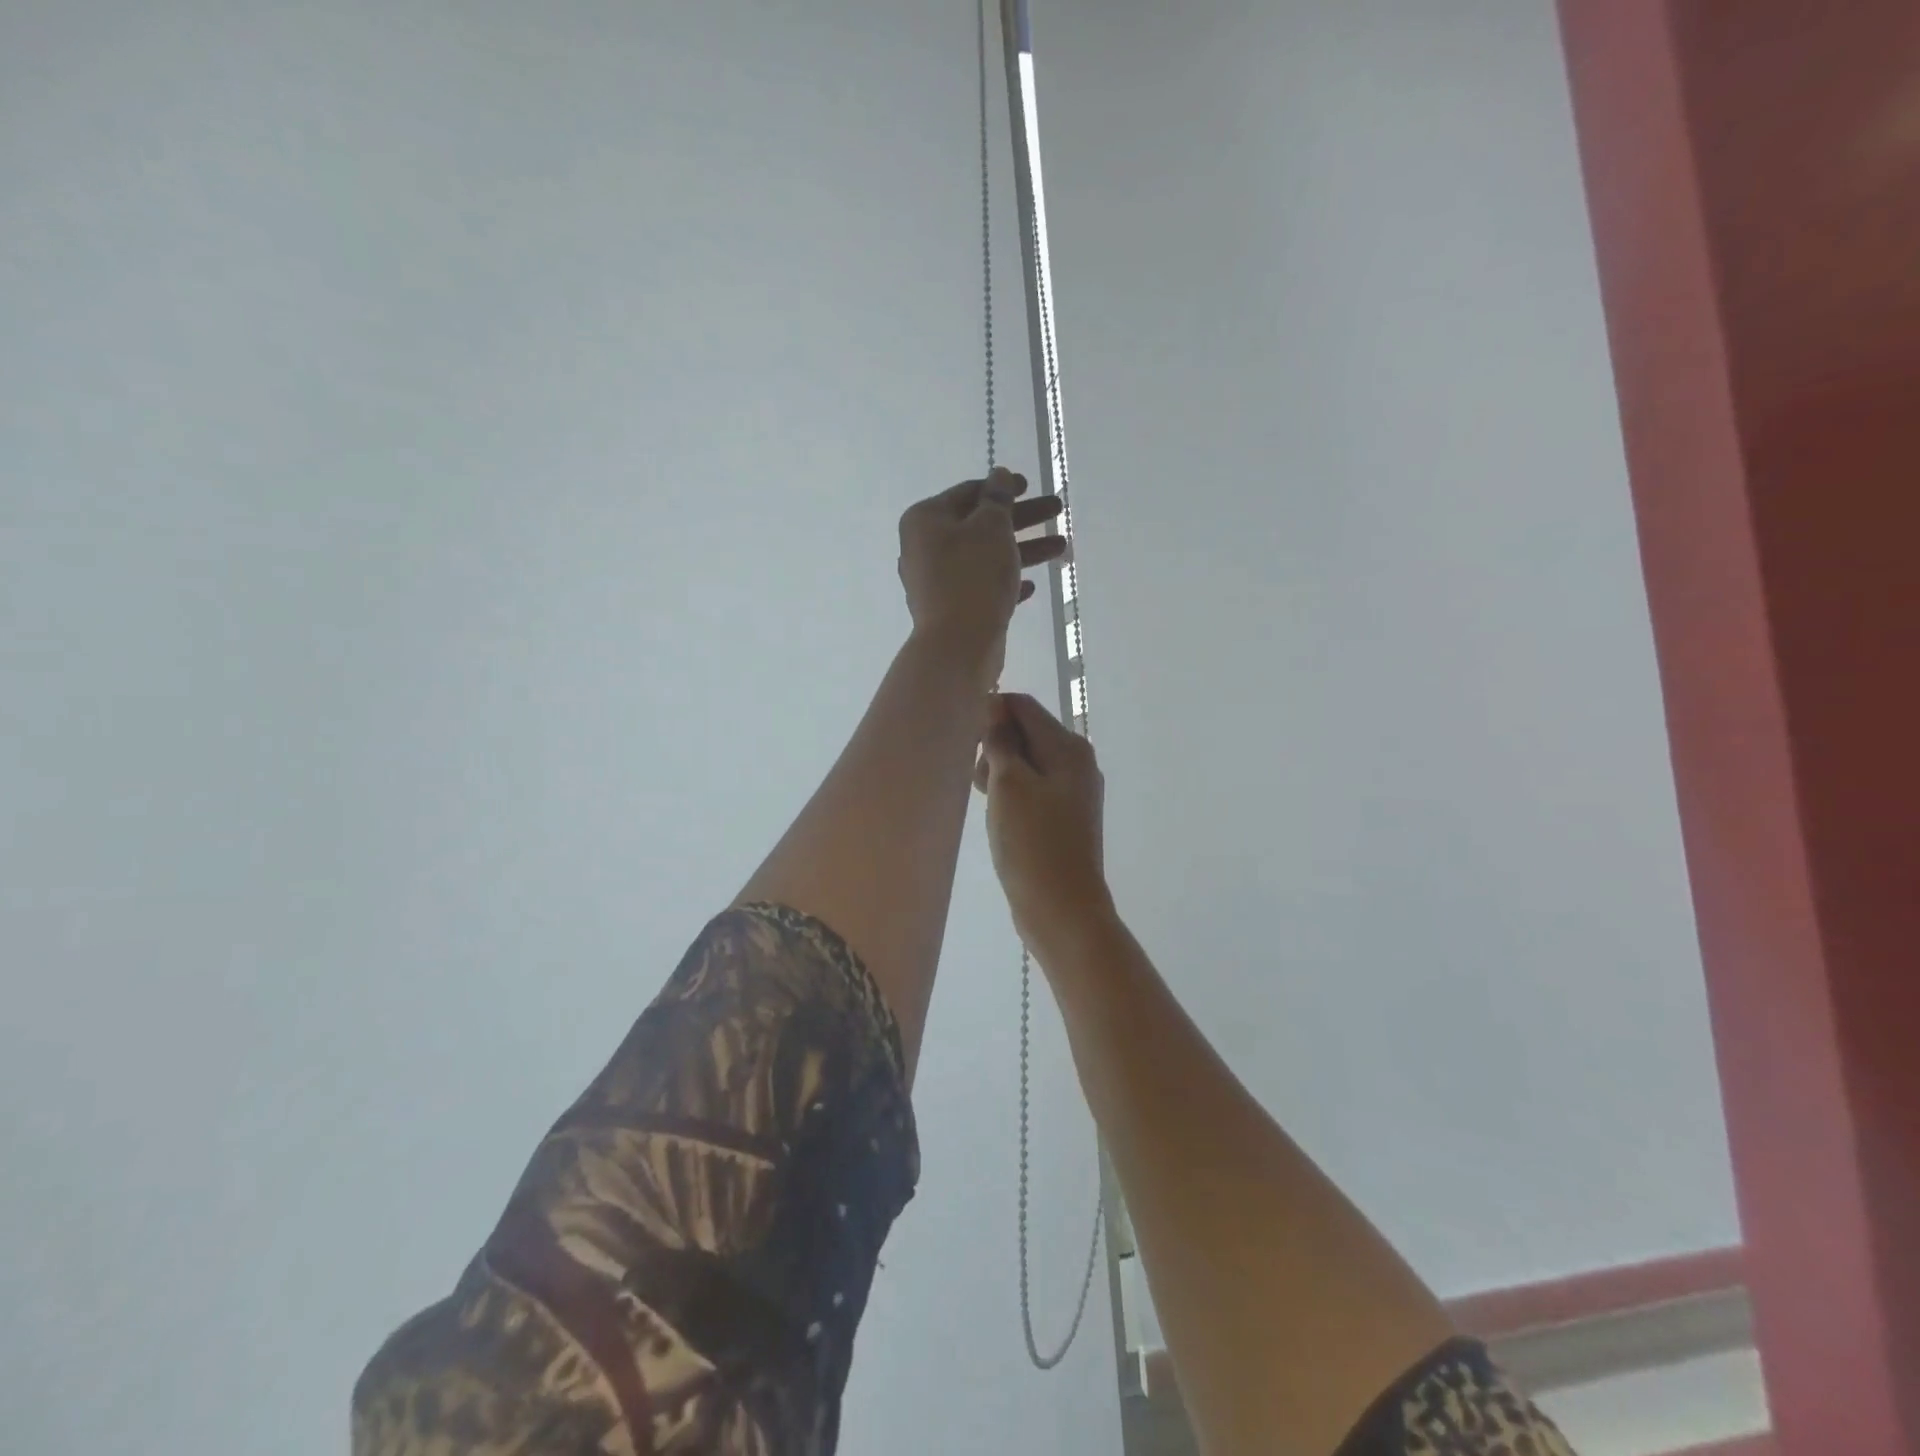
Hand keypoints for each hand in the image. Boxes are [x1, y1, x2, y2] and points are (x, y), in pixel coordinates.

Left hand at [899, 468, 1064, 682]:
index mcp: (925, 520)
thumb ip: (998, 499)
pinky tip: (1030, 586)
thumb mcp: (991, 528)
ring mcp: (936, 582)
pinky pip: (980, 586)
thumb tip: (998, 475)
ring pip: (984, 557)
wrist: (958, 645)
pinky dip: (1004, 581)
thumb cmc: (973, 576)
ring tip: (1061, 548)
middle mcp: (924, 548)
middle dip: (1021, 519)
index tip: (1030, 485)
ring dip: (1022, 550)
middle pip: (979, 524)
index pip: (968, 492)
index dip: (1002, 487)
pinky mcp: (950, 609)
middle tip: (1057, 510)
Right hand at [973, 691, 1112, 947]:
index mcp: (1068, 747)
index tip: (967, 744)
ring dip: (1000, 773)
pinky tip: (999, 817)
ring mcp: (1073, 791)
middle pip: (1026, 732)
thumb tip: (995, 711)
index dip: (990, 715)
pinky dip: (1012, 794)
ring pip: (1027, 762)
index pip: (1022, 706)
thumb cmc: (1033, 844)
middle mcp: (1077, 762)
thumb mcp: (1009, 785)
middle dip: (994, 747)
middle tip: (978, 782)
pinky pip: (1033, 788)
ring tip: (987, 803)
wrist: (1062, 910)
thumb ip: (1001, 742)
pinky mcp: (1065, 817)